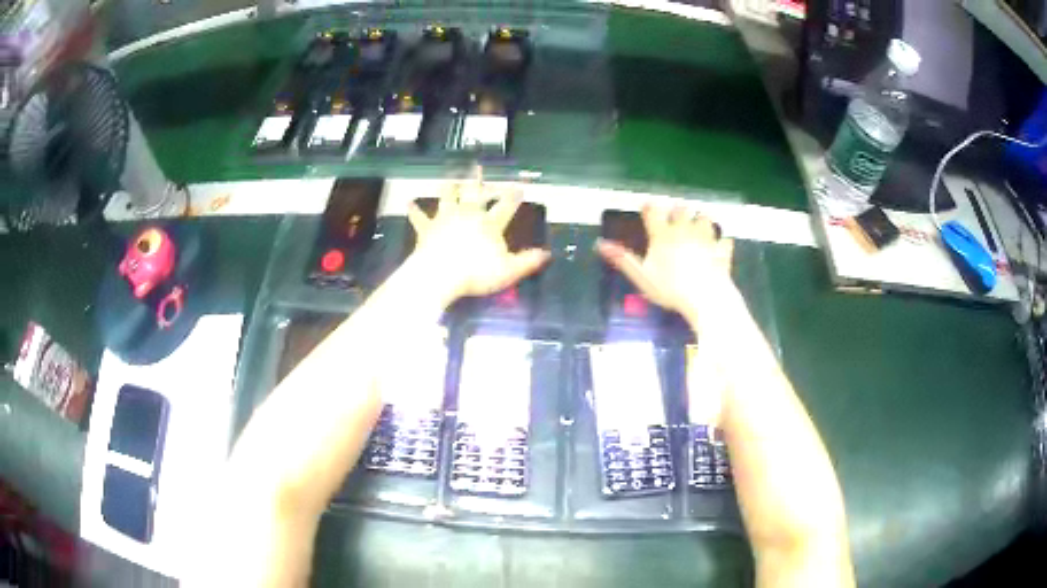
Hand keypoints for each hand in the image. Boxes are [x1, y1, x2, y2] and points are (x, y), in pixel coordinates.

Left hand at [407, 170, 550, 303]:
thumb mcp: (508, 270)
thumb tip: (546, 254)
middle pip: (474, 193)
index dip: (514, 196)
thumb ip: (527, 261)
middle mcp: (468, 215)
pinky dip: (415, 210)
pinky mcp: (427, 229)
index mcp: (489, 224)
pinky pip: (420, 217)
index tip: (519, 186)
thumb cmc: (475, 273)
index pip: (506, 206)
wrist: (440, 274)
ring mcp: (446, 219)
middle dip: (478, 180)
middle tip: (478, 166)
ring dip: (449, 186)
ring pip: (448, 197)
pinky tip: (409, 203)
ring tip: (450, 177)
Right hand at [596, 204, 735, 325]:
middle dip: (677, 210)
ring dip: (701, 219)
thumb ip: (623, 259)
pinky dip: (722, 241)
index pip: (653, 211)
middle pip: (681, 209)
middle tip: (674, 215)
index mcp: (663, 235)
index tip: (647, 207)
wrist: (706, 297)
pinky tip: (720, 244)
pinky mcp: (722, 250)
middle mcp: (685, 230)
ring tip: (698, 225)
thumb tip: (600, 244)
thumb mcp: (642, 276)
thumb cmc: (671, 288)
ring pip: (705, 218)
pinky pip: (724, 240)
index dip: (649, 207)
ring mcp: (706, 238)